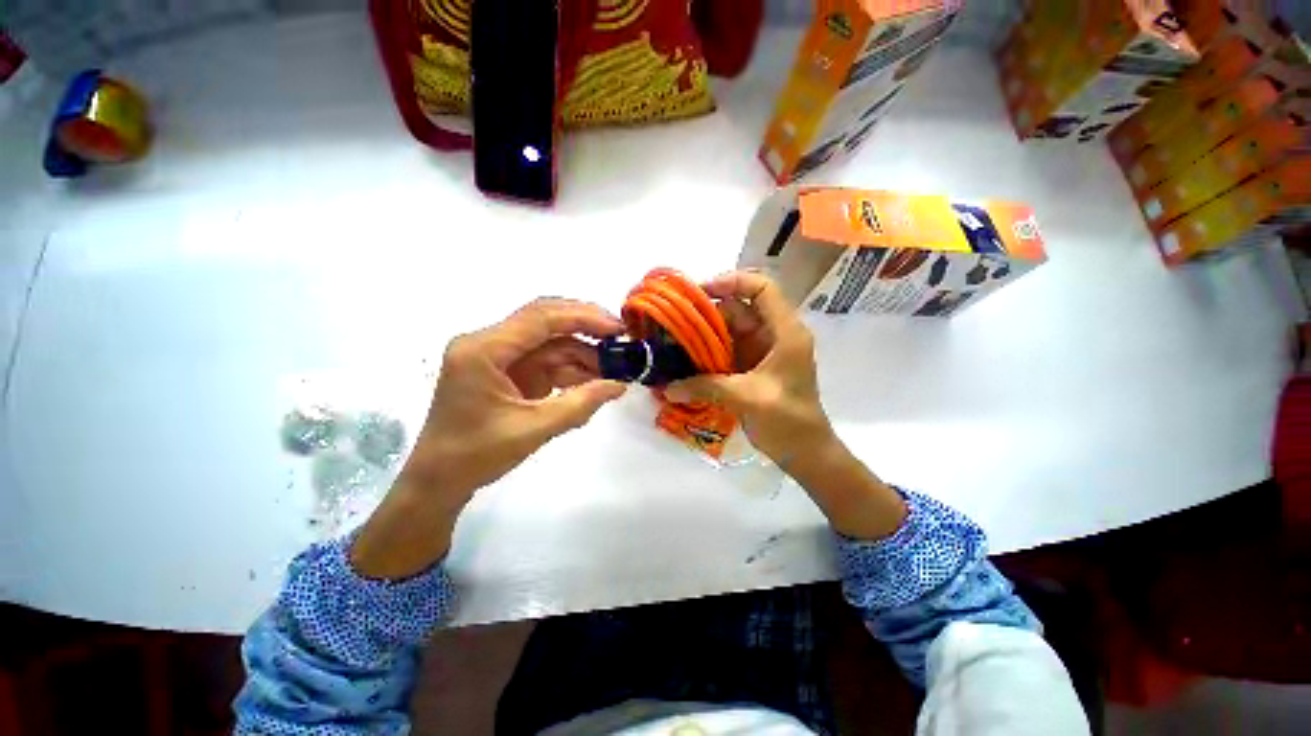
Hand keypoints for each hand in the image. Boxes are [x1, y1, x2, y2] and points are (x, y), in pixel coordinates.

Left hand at [351, 299, 626, 578]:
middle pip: (546, 320)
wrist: (439, 480)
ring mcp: (500, 356)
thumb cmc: (475, 456)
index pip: (540, 318)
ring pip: (551, 342)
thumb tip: (619, 386)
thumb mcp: (532, 430)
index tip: (618, 328)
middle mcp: (490, 343)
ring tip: (616, 367)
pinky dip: (573, 369)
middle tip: (622, 337)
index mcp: (484, 350)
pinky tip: (595, 380)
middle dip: (586, 326)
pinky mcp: (511, 370)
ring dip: (583, 353)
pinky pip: (548, 360)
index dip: (583, 317)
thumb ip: (580, 405)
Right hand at [667, 271, 905, 538]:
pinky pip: (725, 351)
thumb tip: (666, 388)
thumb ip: (706, 387)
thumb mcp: (747, 397)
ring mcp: (760, 352)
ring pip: (729, 331)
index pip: (762, 288)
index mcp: (785, 332)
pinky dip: (706, 353)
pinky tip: (684, 359)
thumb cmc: (788, 420)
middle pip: (739, 309)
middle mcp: (772, 335)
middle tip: (675, 319)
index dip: (733, 281)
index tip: (702, 291)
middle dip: (708, 312)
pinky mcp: (749, 368)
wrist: (804, 452)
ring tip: (673, 338)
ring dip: (704, 334)